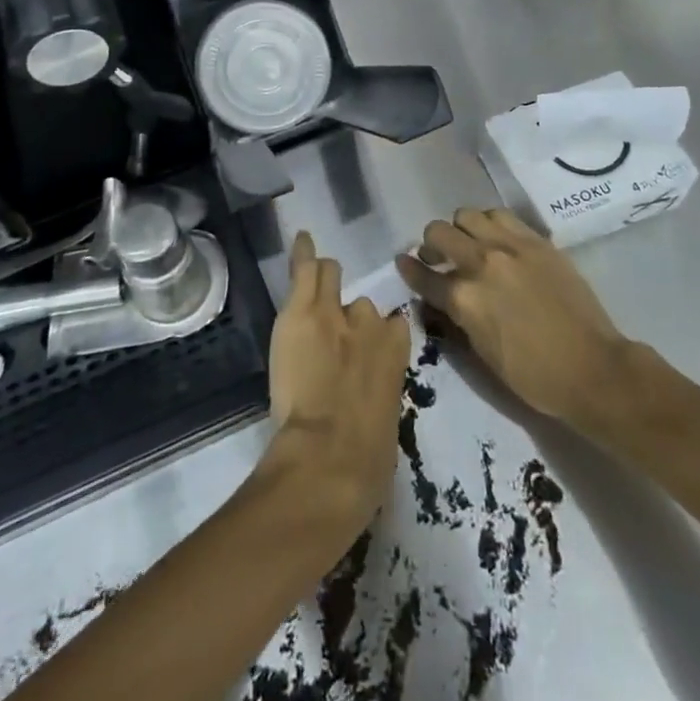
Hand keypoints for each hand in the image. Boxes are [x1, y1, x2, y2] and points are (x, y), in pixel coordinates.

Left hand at [262, 231, 410, 541]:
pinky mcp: (304, 310)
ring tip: (311, 295)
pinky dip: (303, 253)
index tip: (365, 351)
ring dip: (324, 288)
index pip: (394, 328)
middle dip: (349, 318)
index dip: (376, 339)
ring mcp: (336, 313)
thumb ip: (381, 395)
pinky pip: (306, 268)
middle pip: (362, 306)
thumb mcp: (387, 424)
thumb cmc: (367, 461)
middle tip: (331, 337)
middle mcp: (373, 324)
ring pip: (332, 277)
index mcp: (398, 355)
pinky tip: (301, 238)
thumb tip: (371, 400)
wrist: (330, 457)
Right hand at [398, 208, 635, 429]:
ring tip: (470, 244)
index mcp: (464, 299)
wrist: (593, 368)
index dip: (408, 269)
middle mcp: (481, 263)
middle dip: (431, 245)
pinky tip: (497, 240)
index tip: (403, 263)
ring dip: (461, 229)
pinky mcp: (536, 240)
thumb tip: (443, 297)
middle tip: (439, 258)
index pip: (422, 275)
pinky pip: (501, 216)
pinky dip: (490, 224)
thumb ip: (457, 317)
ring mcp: (510, 247)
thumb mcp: (482, 353)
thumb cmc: (534, 376)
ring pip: (467, 215)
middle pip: (438, 233)